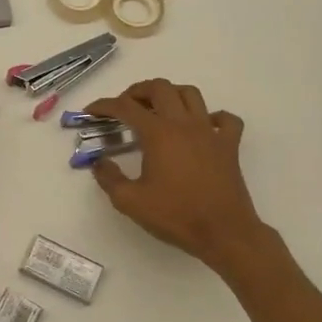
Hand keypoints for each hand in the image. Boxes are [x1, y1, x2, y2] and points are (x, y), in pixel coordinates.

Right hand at [83, 79, 271, 276]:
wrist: (224, 233)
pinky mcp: (229, 146)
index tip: (91, 111)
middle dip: (137, 91)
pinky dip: (213, 116)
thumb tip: (99, 162)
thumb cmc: (175, 215)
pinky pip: (225, 119)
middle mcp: (184, 124)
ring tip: (158, 109)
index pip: (126, 107)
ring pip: (191, 94)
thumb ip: (109, 178)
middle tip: (125, 106)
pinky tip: (202, 127)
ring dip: (171, 94)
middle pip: (160, 88)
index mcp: (158, 134)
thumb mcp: (130, 201)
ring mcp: (210, 132)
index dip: (104, 105)